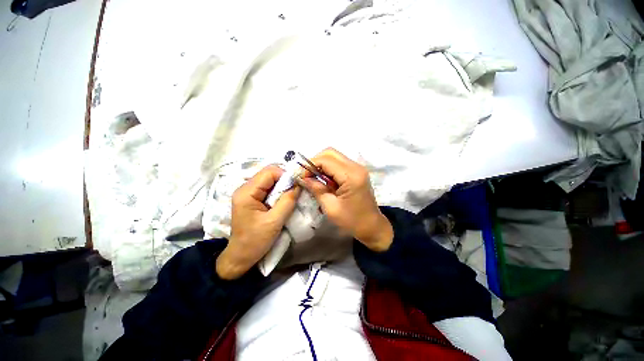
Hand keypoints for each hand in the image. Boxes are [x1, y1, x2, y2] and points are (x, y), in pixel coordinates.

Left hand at [216, 165, 299, 279]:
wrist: (241, 256)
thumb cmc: (255, 240)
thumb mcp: (275, 221)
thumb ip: (288, 201)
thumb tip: (298, 185)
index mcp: (247, 192)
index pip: (269, 172)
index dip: (285, 175)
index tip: (297, 186)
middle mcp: (245, 188)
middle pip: (269, 174)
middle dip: (285, 181)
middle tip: (295, 192)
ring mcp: (248, 193)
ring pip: (270, 181)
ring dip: (282, 187)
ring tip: (290, 197)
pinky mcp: (252, 199)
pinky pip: (268, 188)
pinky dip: (278, 192)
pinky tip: (283, 201)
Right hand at [300, 148, 392, 251]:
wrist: (372, 226)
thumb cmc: (352, 221)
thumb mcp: (330, 208)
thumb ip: (317, 189)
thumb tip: (303, 178)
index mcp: (351, 176)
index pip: (326, 160)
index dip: (310, 165)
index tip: (302, 177)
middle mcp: (356, 167)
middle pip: (330, 153)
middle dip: (315, 161)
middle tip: (308, 176)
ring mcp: (358, 168)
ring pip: (334, 156)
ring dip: (322, 164)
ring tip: (315, 179)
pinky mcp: (357, 171)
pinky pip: (339, 163)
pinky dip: (329, 168)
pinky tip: (325, 180)